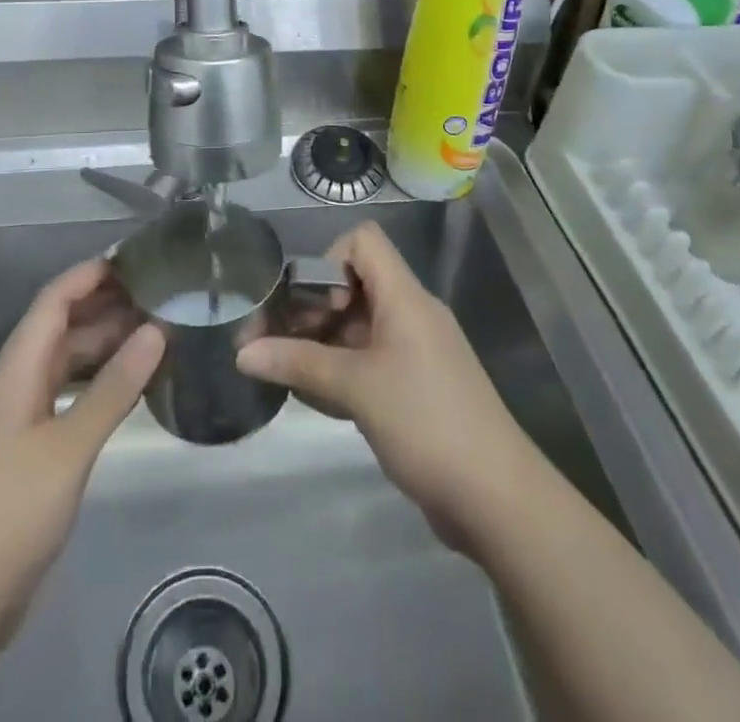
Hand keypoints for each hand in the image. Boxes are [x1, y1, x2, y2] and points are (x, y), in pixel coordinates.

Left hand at [0, 259, 163, 658]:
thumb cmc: (11, 509)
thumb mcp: (69, 446)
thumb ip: (113, 388)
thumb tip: (156, 332)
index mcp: (18, 369)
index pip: (54, 300)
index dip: (90, 275)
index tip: (135, 260)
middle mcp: (19, 382)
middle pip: (62, 326)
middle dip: (106, 306)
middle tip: (159, 296)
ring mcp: (25, 416)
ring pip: (68, 361)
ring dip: (106, 344)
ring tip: (157, 333)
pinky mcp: (34, 447)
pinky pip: (71, 394)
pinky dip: (101, 381)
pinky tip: (132, 386)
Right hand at [236, 222, 536, 552]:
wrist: (497, 497)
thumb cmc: (425, 422)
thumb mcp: (355, 388)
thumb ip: (298, 362)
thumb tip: (241, 352)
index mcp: (404, 297)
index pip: (363, 242)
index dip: (329, 261)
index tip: (311, 307)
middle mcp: (412, 314)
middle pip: (356, 284)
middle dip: (314, 309)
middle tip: (280, 344)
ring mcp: (417, 352)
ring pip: (361, 326)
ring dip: (324, 343)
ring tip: (290, 374)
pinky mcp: (418, 386)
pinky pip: (372, 360)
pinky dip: (343, 370)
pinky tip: (320, 400)